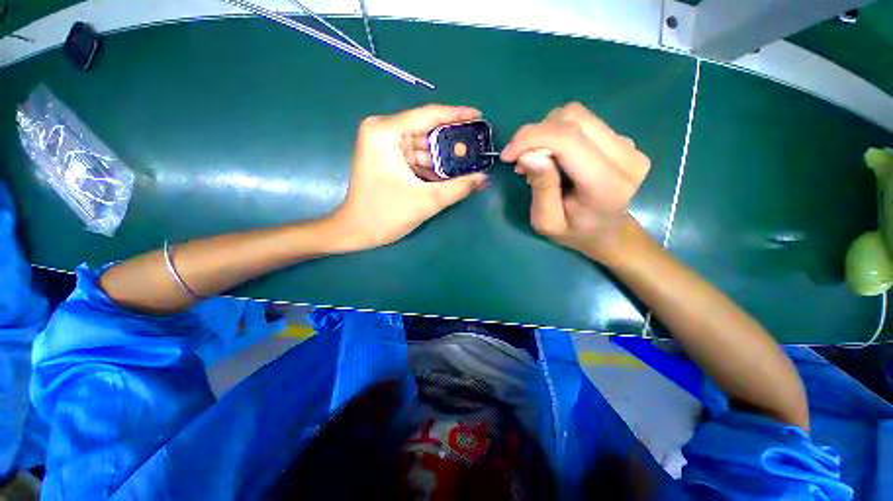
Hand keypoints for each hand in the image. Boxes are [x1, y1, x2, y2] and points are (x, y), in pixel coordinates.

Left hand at [329, 104, 487, 252]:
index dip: (457, 115)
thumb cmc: (385, 214)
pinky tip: (450, 175)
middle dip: (452, 142)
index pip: (428, 115)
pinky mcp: (387, 159)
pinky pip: (416, 157)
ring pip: (422, 146)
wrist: (356, 232)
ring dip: (443, 157)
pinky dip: (432, 167)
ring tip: (468, 164)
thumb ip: (458, 187)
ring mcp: (383, 145)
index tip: (480, 115)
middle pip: (426, 131)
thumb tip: (484, 177)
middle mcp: (383, 131)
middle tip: (477, 147)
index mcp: (386, 132)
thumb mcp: (426, 200)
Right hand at [501, 103, 650, 264]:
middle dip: (536, 134)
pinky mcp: (622, 140)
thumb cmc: (574, 232)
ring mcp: (628, 145)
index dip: (531, 138)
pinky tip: (554, 157)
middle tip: (521, 160)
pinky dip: (558, 134)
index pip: (568, 139)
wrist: (608, 233)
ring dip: (546, 133)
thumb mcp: (547, 221)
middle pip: (573, 118)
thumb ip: (541, 187)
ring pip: (577, 115)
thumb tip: (528, 154)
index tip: (507, 155)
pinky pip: (583, 123)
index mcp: (605, 184)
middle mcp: (624, 157)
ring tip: (536, 160)